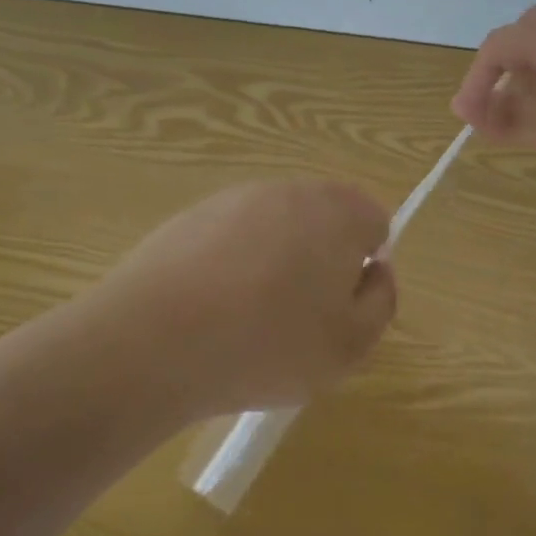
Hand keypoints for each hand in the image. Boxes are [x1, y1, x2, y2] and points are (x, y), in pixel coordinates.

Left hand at [84, 179, 396, 421]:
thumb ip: (381, 302)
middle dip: (322, 260)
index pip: (376, 221)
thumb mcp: (350, 345)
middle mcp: (291, 191)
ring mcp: (237, 198)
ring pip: (278, 227)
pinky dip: (234, 264)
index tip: (340, 306)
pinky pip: (233, 236)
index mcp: (339, 213)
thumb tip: (375, 271)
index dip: (366, 266)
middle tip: (300, 317)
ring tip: (250, 318)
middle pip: (326, 219)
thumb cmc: (268, 345)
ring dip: (277, 261)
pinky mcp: (192, 215)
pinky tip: (212, 308)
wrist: (153, 340)